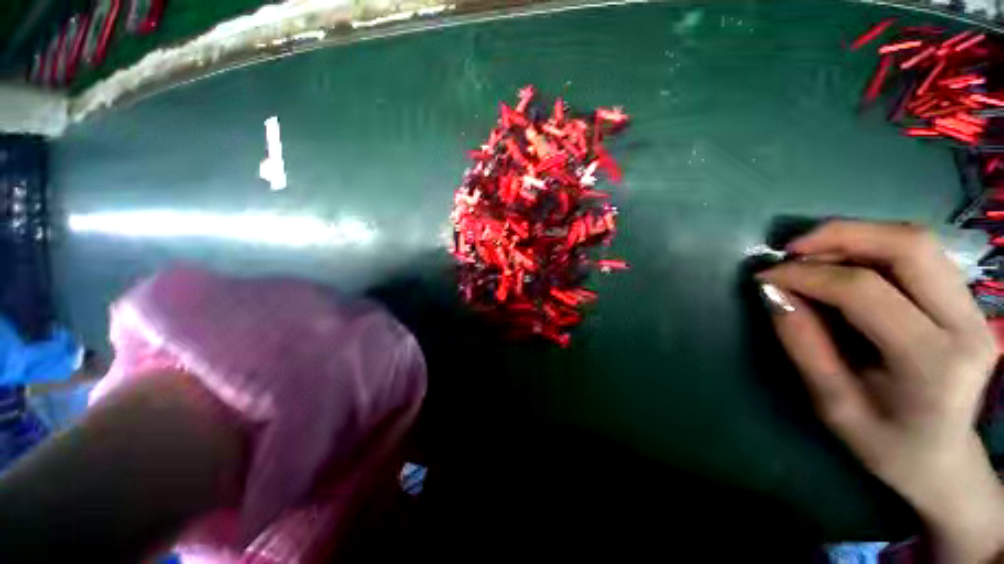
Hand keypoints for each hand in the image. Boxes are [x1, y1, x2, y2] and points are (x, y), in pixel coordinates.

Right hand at [758, 220, 1003, 562]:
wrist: (943, 459)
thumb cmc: (885, 444)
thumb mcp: (832, 404)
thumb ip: (803, 345)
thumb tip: (772, 293)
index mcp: (933, 363)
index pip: (865, 292)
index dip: (807, 276)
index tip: (765, 276)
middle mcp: (966, 325)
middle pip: (908, 246)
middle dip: (840, 235)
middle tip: (790, 249)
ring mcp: (974, 309)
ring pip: (916, 241)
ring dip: (856, 236)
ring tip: (811, 254)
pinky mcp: (967, 302)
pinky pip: (920, 255)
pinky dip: (873, 247)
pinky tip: (844, 264)